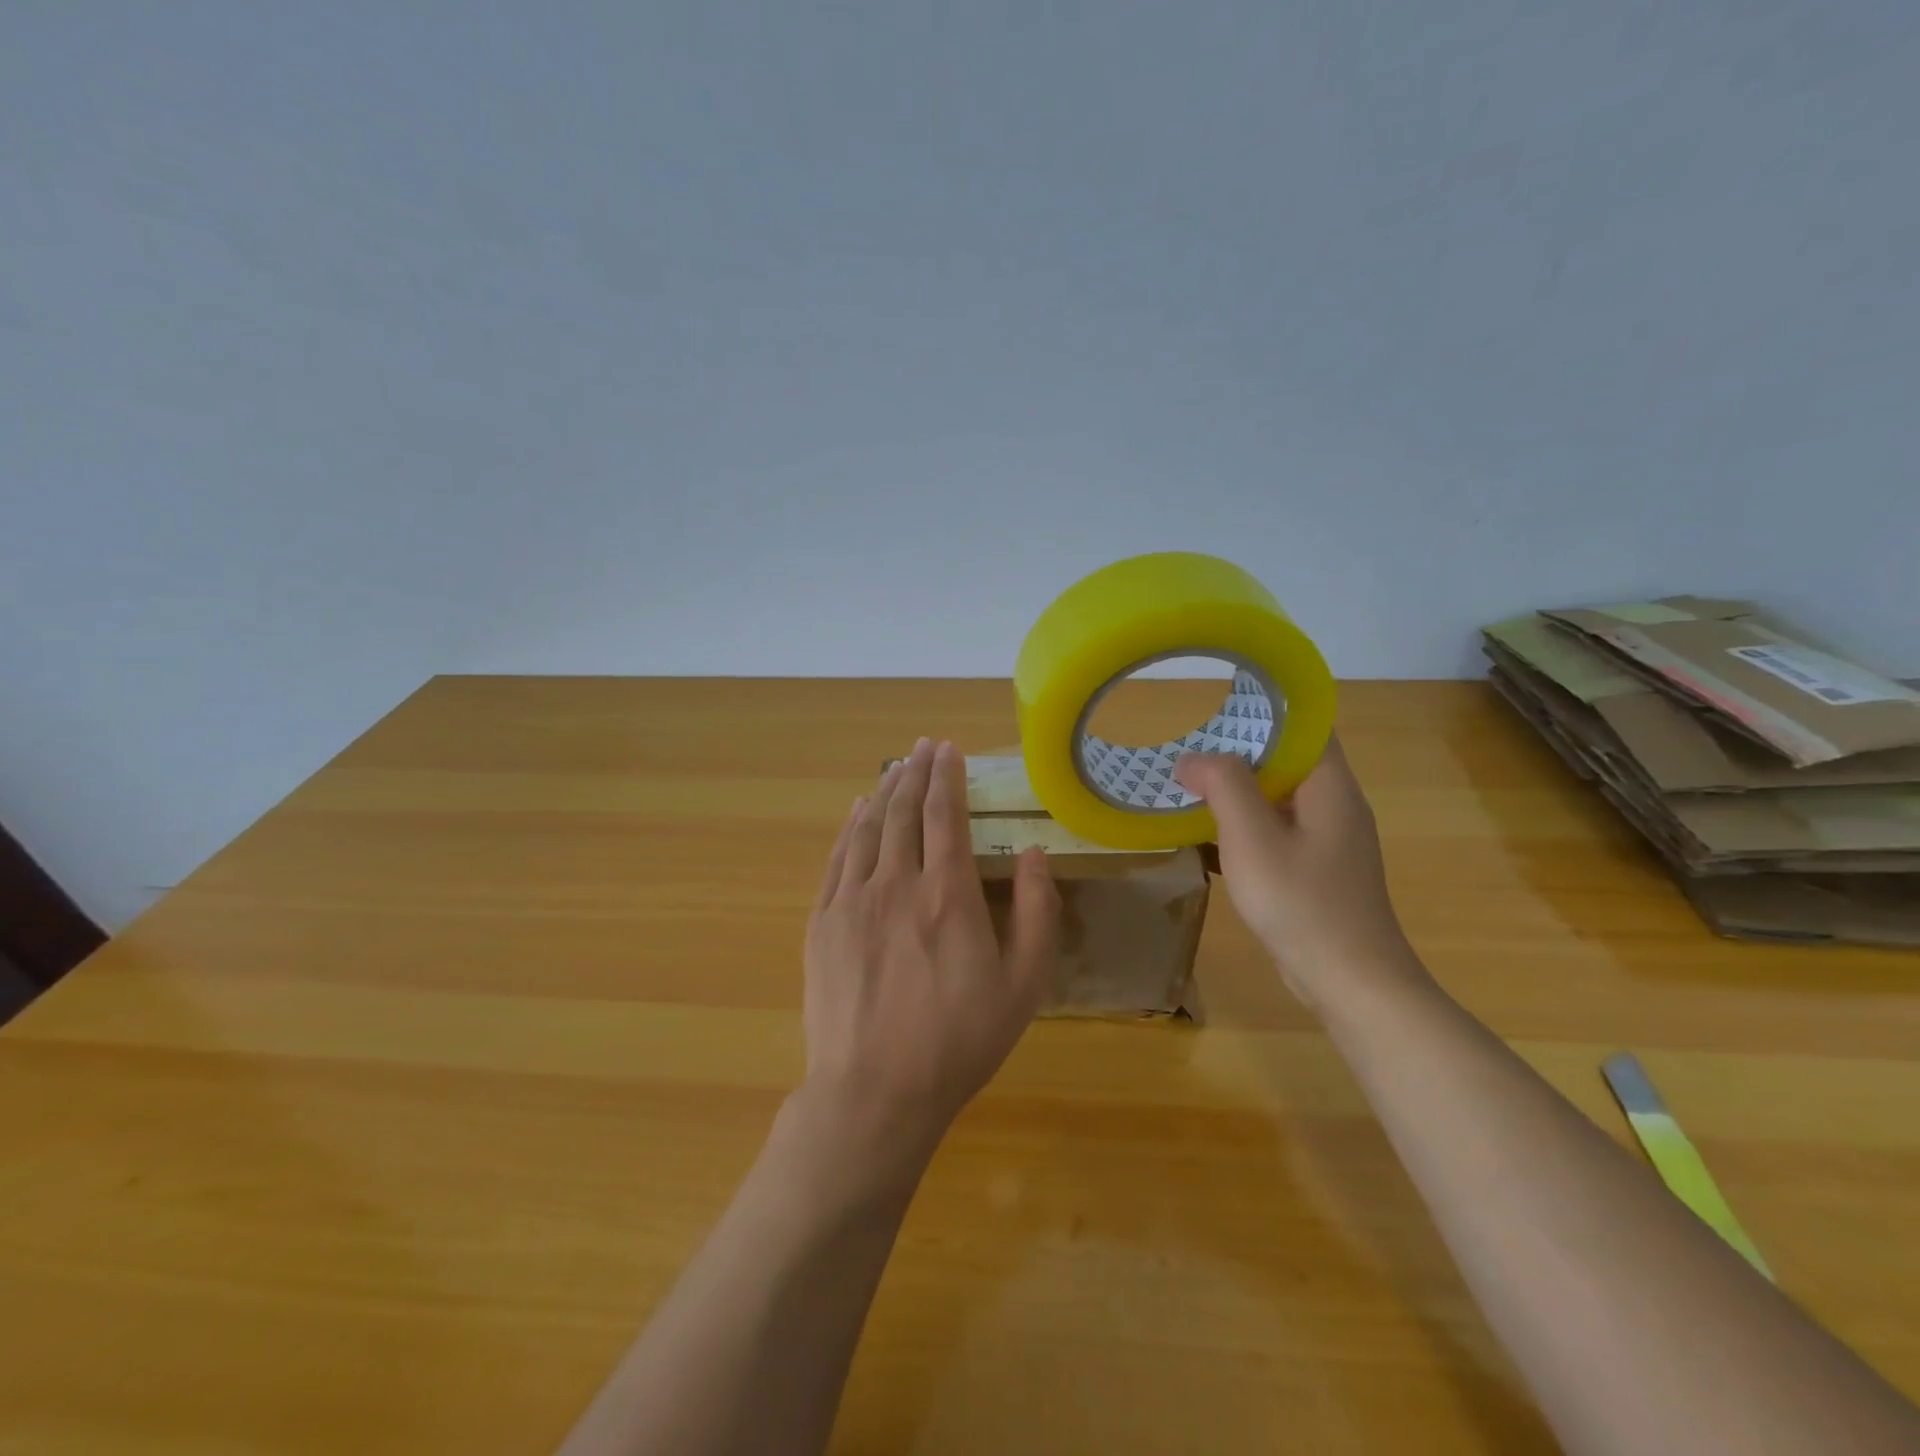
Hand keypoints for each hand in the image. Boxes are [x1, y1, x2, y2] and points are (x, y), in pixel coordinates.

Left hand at [801, 738, 1058, 1159]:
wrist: (875, 1091)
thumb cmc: (959, 1041)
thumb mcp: (1024, 984)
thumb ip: (1036, 911)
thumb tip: (1032, 852)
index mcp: (947, 893)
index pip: (945, 815)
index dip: (947, 777)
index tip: (949, 750)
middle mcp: (897, 882)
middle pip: (904, 811)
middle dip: (916, 772)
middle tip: (923, 747)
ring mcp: (852, 900)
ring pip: (869, 828)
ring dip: (884, 792)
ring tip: (895, 767)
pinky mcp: (823, 922)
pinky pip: (838, 858)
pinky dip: (850, 827)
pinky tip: (858, 811)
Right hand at [1173, 738, 1421, 1009]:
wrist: (1350, 983)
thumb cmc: (1302, 903)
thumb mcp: (1253, 838)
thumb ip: (1223, 786)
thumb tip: (1193, 758)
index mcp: (1330, 787)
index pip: (1304, 726)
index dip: (1263, 713)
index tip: (1215, 714)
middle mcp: (1335, 805)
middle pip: (1287, 761)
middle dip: (1238, 754)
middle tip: (1189, 755)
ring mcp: (1328, 841)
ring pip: (1279, 798)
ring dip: (1237, 793)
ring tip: (1190, 791)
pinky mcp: (1317, 870)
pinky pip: (1277, 832)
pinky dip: (1244, 827)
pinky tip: (1210, 839)